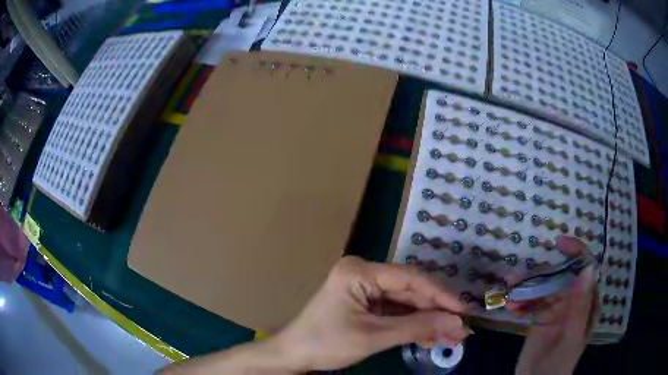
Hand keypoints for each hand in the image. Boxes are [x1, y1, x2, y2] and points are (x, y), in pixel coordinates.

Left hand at [275, 256, 471, 370]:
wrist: (294, 354)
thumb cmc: (326, 343)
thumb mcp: (374, 337)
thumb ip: (417, 328)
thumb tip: (456, 324)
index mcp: (359, 272)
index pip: (410, 278)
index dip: (440, 295)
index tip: (463, 311)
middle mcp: (363, 273)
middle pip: (410, 290)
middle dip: (435, 312)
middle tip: (459, 330)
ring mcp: (364, 287)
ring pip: (406, 302)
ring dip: (427, 320)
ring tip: (449, 338)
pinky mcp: (365, 302)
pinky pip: (395, 310)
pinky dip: (412, 324)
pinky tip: (429, 337)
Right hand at [509, 236, 597, 374]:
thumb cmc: (558, 364)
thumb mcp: (570, 338)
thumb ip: (580, 306)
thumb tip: (588, 269)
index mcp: (587, 303)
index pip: (586, 269)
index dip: (576, 252)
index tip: (559, 243)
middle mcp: (573, 301)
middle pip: (559, 276)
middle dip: (539, 274)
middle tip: (516, 279)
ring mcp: (556, 310)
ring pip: (543, 288)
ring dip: (526, 288)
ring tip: (509, 295)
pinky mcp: (540, 318)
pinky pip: (532, 302)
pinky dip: (521, 301)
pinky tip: (510, 307)